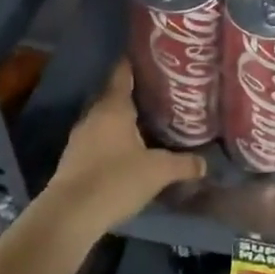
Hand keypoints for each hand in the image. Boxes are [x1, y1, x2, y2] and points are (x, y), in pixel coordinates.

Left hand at [38, 61, 205, 240]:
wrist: (70, 215)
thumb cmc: (116, 180)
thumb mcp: (158, 171)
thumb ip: (183, 164)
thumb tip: (204, 163)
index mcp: (113, 108)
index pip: (122, 75)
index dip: (134, 64)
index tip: (149, 58)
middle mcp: (93, 117)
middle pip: (113, 97)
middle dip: (133, 96)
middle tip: (158, 95)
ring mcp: (79, 139)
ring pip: (104, 121)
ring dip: (121, 121)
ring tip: (146, 123)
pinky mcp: (73, 160)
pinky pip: (97, 141)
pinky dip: (111, 141)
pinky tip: (127, 152)